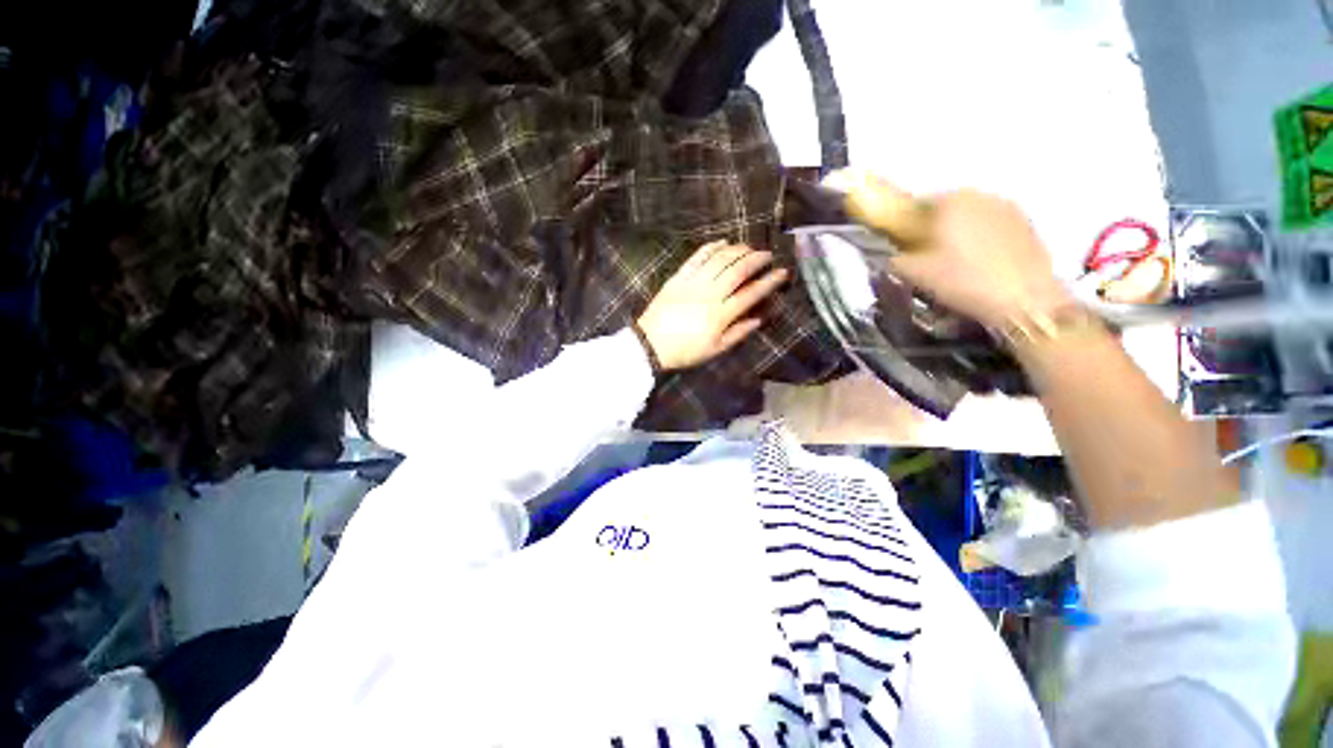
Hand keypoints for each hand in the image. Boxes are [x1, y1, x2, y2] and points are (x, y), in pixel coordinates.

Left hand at [636, 241, 789, 371]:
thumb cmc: (685, 351)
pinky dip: (711, 247)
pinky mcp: (679, 277)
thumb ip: (738, 333)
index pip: (750, 294)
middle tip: (767, 254)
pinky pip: (697, 257)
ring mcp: (693, 283)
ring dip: (737, 250)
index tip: (782, 272)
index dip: (769, 282)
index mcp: (720, 315)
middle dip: (756, 259)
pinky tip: (722, 242)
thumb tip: (758, 319)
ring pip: (719, 260)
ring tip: (748, 247)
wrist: (651, 344)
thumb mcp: (715, 349)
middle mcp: (710, 294)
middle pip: (737, 271)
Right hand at [828, 170, 1071, 327]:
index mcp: (947, 201)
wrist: (1024, 299)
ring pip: (967, 216)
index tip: (901, 248)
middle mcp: (977, 194)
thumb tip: (886, 252)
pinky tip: (978, 263)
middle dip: (930, 228)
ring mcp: (1005, 206)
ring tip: (953, 262)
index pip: (913, 205)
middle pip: (941, 209)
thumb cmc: (963, 281)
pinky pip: (989, 224)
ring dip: (955, 232)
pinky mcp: (1024, 222)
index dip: (903, 227)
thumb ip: (892, 257)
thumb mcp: (914, 274)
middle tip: (925, 258)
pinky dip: (978, 238)